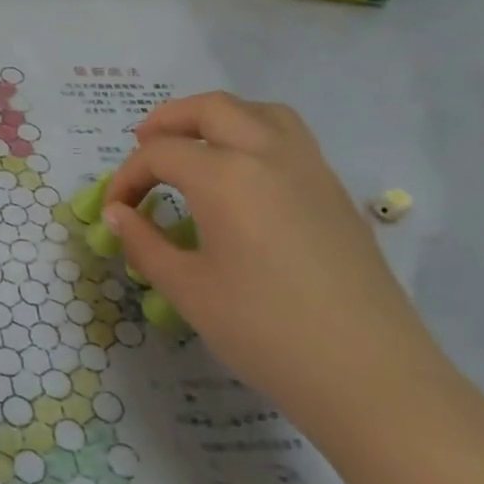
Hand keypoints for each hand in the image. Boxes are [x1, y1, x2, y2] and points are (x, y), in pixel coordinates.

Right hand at [105, 93, 445, 427]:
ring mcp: (311, 169)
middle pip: (211, 109)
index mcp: (226, 177)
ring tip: (195, 147)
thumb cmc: (263, 330)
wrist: (367, 374)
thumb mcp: (187, 289)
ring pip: (260, 112)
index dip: (127, 176)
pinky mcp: (335, 193)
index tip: (115, 210)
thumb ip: (144, 243)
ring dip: (218, 118)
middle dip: (169, 120)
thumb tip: (117, 214)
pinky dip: (254, 137)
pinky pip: (290, 139)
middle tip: (143, 145)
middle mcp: (269, 155)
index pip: (160, 154)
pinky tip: (242, 181)